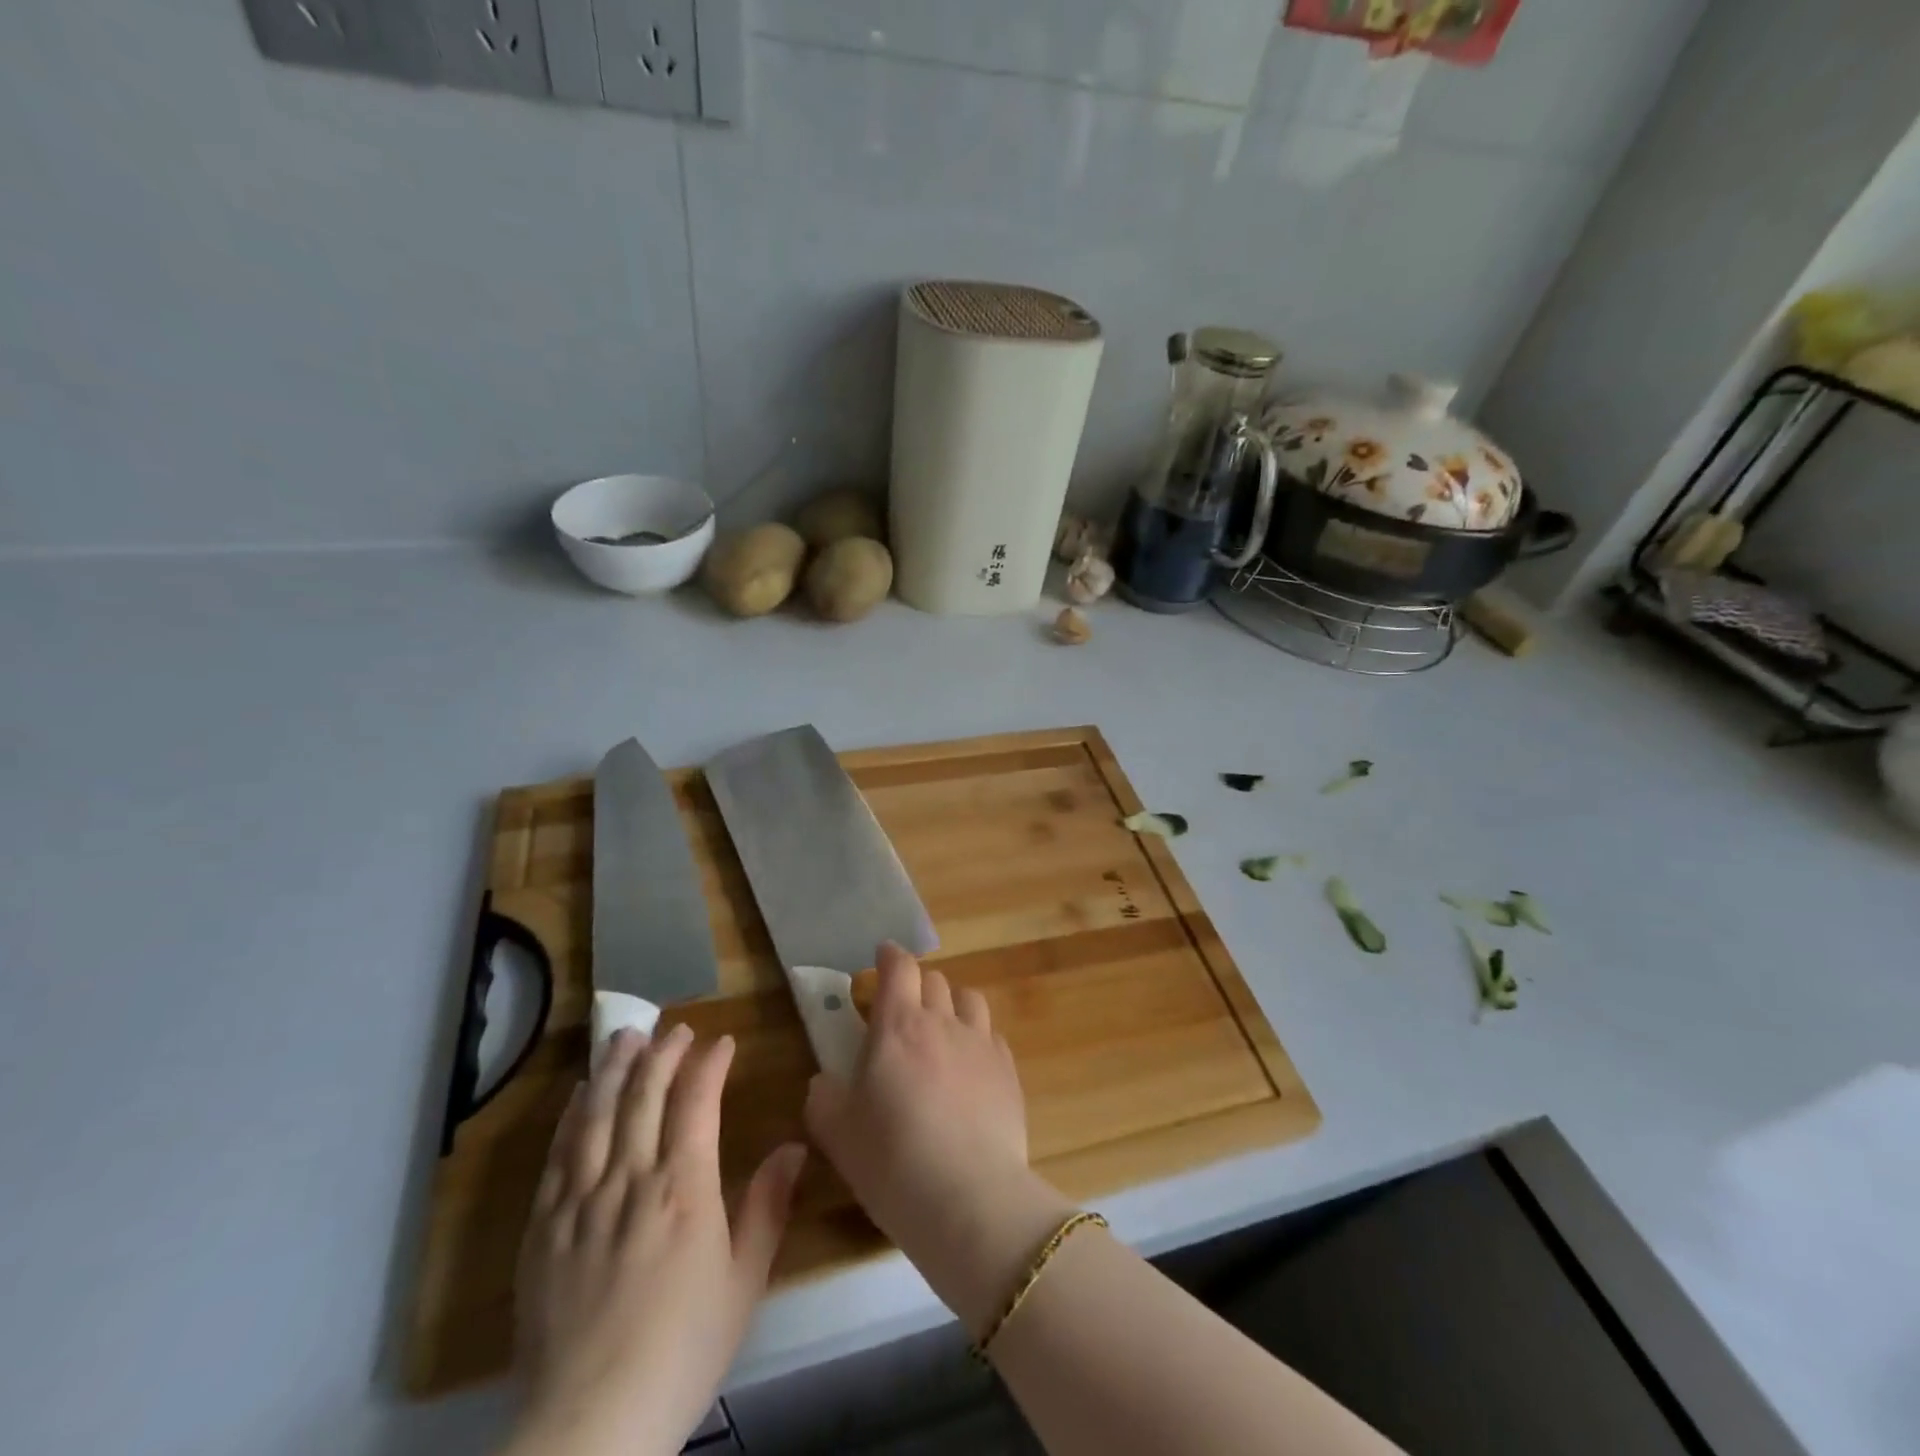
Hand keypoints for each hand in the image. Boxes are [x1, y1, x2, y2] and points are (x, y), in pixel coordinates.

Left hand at [504, 1025, 807, 1455]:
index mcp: (684, 1189)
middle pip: (644, 1096)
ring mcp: (581, 1201)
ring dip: (614, 1069)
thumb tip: (794, 1147)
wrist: (589, 1425)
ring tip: (626, 1036)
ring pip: (597, 1114)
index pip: (696, 1103)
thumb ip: (768, 1207)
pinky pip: (558, 1155)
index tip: (722, 1041)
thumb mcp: (744, 1282)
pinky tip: (579, 1094)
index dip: (709, 1065)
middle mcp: (630, 1180)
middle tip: (676, 1027)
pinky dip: (572, 1115)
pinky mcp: (543, 1228)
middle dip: (663, 1054)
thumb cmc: (682, 1350)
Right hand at [804, 943, 1074, 1334]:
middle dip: (917, 985)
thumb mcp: (837, 1133)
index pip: (899, 968)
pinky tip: (970, 1068)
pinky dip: (977, 1040)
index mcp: (898, 1025)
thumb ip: (824, 1097)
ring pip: (969, 1000)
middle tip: (903, 1010)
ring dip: (952, 1004)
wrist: (968, 1198)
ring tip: (941, 1030)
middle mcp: (943, 1022)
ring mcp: (981, 1044)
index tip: (882, 957)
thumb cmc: (891, 1160)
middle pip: (934, 979)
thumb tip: (825, 1082)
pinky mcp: (1009, 1072)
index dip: (890, 956)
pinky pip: (992, 1037)